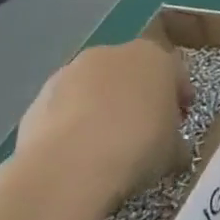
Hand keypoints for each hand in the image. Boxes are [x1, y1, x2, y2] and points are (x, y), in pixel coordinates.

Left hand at [9, 38, 191, 219]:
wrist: (68, 166)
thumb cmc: (137, 148)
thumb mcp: (174, 152)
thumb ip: (176, 141)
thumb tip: (174, 149)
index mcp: (155, 57)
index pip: (175, 71)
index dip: (179, 96)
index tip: (180, 120)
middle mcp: (113, 53)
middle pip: (133, 73)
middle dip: (139, 96)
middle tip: (143, 130)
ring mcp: (71, 72)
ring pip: (95, 88)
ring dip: (102, 107)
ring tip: (104, 144)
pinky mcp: (39, 96)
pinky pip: (66, 107)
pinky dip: (72, 123)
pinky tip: (76, 153)